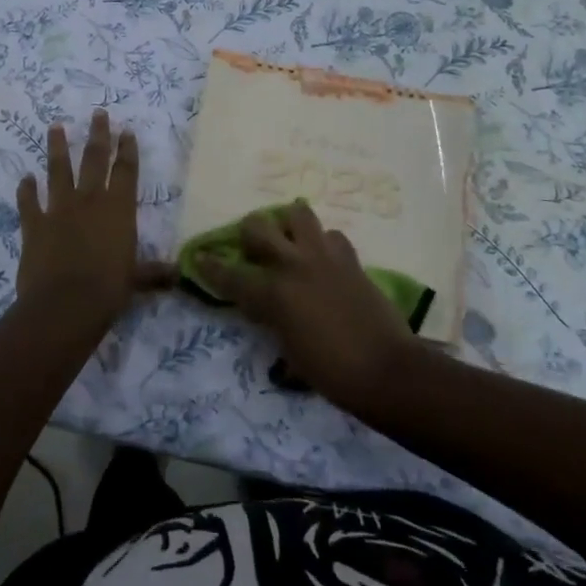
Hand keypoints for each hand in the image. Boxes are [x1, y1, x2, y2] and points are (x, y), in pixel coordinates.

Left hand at [16, 110, 173, 323]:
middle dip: (98, 135)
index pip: (125, 172)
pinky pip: (28, 201)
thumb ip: (153, 273)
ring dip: (56, 147)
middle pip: (94, 159)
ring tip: (55, 126)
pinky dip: (26, 189)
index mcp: (118, 210)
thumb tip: (179, 275)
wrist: (65, 305)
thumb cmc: (108, 290)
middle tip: (98, 113)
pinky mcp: (34, 224)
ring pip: (58, 170)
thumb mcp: (136, 280)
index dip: (127, 150)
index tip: (126, 130)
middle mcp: (89, 201)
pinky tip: (25, 178)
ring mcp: (59, 209)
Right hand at [198, 202, 416, 411]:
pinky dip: (324, 243)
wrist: (386, 370)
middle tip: (252, 245)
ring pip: (298, 213)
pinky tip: (324, 259)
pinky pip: (331, 235)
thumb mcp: (289, 352)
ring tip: (291, 239)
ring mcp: (323, 257)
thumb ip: (273, 321)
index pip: (231, 276)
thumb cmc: (331, 372)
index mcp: (273, 294)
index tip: (199, 257)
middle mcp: (293, 266)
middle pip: (258, 227)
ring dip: (289, 224)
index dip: (210, 266)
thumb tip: (265, 308)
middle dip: (248, 232)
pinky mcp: (350, 259)